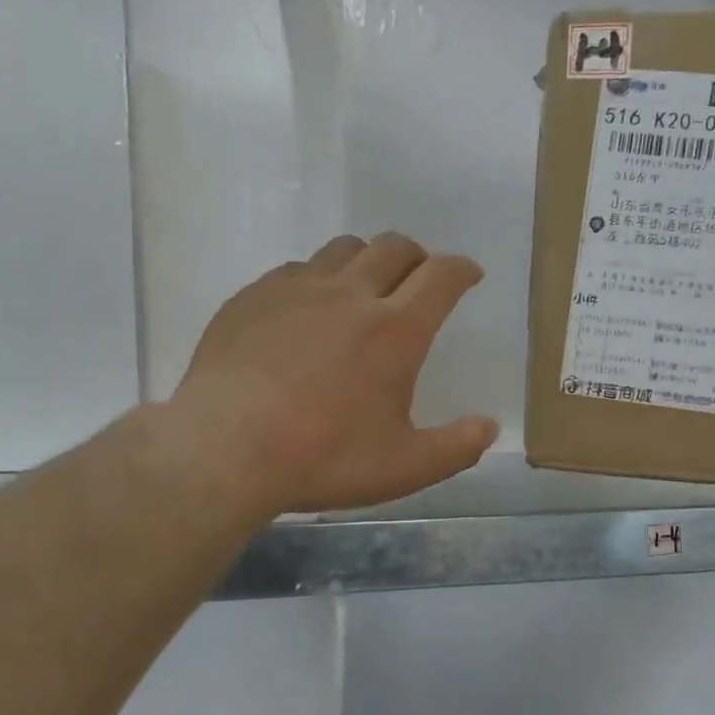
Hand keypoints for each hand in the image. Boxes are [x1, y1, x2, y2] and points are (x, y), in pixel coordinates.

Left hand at [172, 233, 498, 515]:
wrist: (225, 448)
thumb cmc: (322, 457)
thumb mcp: (403, 467)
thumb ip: (455, 448)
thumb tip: (489, 427)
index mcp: (395, 330)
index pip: (441, 276)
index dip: (461, 269)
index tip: (469, 274)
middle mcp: (350, 295)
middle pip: (393, 247)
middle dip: (417, 256)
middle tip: (419, 277)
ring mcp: (296, 289)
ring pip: (343, 249)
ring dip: (366, 259)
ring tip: (363, 286)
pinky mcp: (254, 296)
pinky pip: (295, 269)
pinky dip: (315, 279)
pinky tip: (305, 310)